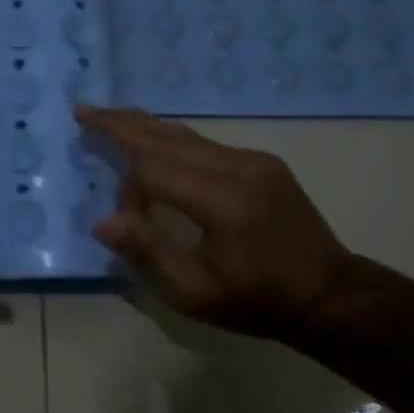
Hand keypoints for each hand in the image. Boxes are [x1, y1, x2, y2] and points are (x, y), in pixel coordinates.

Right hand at [77, 106, 353, 340]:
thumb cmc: (257, 301)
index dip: (128, 190)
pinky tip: (153, 143)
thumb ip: (148, 253)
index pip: (154, 170)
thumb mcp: (195, 294)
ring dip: (145, 126)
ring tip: (108, 117)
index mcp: (223, 201)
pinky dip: (171, 141)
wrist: (329, 295)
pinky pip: (206, 144)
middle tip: (84, 111)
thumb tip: (103, 222)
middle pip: (167, 136)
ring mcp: (254, 159)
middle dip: (121, 123)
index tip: (126, 221)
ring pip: (186, 134)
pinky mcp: (262, 162)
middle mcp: (238, 167)